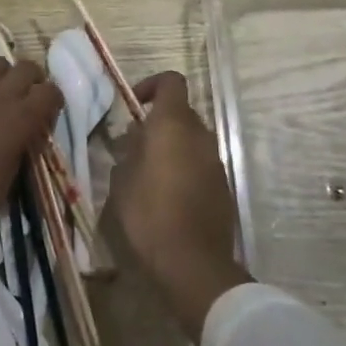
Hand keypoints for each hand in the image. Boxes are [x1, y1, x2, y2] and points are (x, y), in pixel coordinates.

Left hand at [0, 56, 62, 205]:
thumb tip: (22, 141)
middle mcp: (1, 96)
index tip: (47, 112)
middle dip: (31, 78)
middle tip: (26, 94)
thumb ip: (22, 148)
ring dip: (0, 74)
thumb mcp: (15, 171)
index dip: (52, 100)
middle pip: (25, 68)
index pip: (50, 92)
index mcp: (24, 117)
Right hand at [108, 72, 251, 342]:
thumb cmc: (149, 215)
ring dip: (171, 146)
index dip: (151, 85)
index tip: (132, 104)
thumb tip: (135, 140)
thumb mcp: (122, 181)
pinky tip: (166, 195)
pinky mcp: (223, 186)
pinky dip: (184, 167)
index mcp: (173, 125)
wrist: (193, 262)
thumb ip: (129, 152)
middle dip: (158, 122)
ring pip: (191, 139)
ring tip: (146, 173)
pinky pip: (200, 163)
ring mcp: (216, 161)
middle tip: (133, 146)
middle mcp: (200, 136)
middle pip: (181, 112)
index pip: (171, 82)